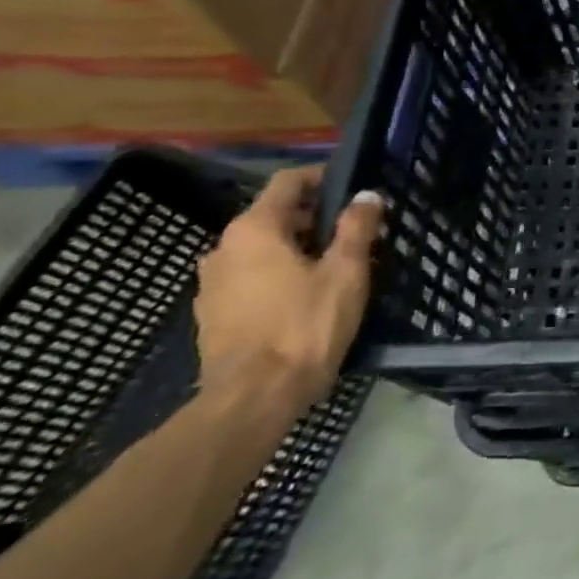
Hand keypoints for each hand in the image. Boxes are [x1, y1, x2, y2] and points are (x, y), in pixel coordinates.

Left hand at [194, 165, 382, 416]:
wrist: (252, 400)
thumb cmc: (304, 326)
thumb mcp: (345, 272)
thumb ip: (357, 228)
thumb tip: (366, 196)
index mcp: (255, 230)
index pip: (288, 182)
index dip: (321, 178)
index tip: (352, 188)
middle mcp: (224, 249)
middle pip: (274, 216)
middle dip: (314, 218)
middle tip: (354, 232)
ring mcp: (212, 285)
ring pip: (261, 250)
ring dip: (296, 249)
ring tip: (334, 267)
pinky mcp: (212, 316)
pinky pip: (250, 279)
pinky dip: (277, 276)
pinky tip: (305, 298)